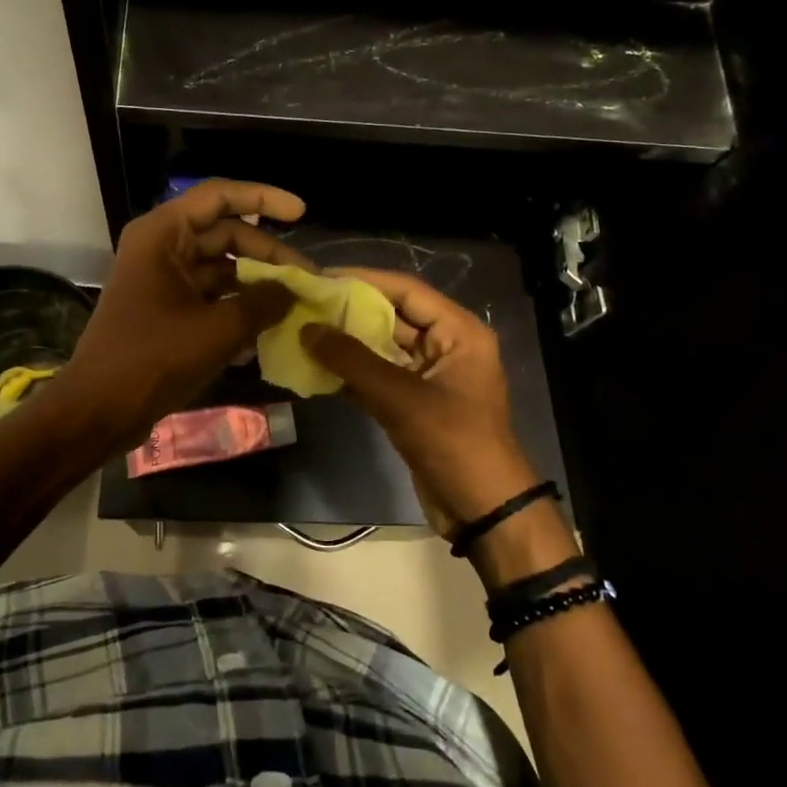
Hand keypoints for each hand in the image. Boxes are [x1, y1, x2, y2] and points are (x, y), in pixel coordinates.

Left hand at [56, 180, 306, 439]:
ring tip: (295, 303)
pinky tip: (267, 330)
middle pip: (226, 234)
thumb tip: (293, 292)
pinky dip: (238, 307)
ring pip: (222, 267)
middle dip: (268, 254)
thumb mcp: (218, 330)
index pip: (220, 196)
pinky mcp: (167, 309)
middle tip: (308, 277)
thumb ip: (263, 303)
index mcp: (164, 234)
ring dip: (257, 283)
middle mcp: (162, 247)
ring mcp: (163, 280)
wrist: (99, 408)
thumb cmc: (153, 358)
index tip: (302, 213)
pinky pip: (211, 296)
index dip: (264, 198)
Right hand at [300, 269, 559, 552]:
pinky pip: (379, 377)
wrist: (482, 510)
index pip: (406, 290)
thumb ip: (353, 361)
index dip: (364, 279)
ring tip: (303, 331)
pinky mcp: (415, 404)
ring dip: (347, 344)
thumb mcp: (402, 398)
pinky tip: (316, 369)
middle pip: (394, 316)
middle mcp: (447, 346)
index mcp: (459, 332)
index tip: (320, 276)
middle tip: (305, 303)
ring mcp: (430, 376)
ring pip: (383, 348)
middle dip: (351, 311)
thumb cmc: (453, 442)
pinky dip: (351, 374)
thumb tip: (308, 329)